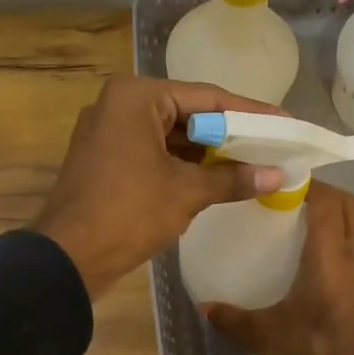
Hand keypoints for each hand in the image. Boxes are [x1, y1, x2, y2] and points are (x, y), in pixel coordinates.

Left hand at [33, 76, 284, 299]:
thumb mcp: (186, 192)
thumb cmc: (128, 212)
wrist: (67, 257)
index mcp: (136, 97)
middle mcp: (119, 105)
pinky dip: (183, 166)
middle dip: (229, 135)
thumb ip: (232, 179)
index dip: (250, 113)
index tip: (285, 122)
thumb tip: (277, 176)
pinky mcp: (105, 160)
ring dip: (207, 153)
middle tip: (273, 146)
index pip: (207, 97)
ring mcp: (108, 133)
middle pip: (188, 114)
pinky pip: (154, 154)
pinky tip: (216, 179)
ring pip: (170, 136)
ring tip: (253, 164)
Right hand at [204, 182, 353, 354]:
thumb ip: (234, 319)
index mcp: (332, 259)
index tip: (282, 182)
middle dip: (325, 195)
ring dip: (337, 222)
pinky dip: (346, 249)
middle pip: (351, 207)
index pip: (328, 202)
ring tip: (305, 233)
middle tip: (293, 200)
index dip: (308, 185)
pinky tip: (325, 272)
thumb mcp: (269, 338)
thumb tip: (204, 307)